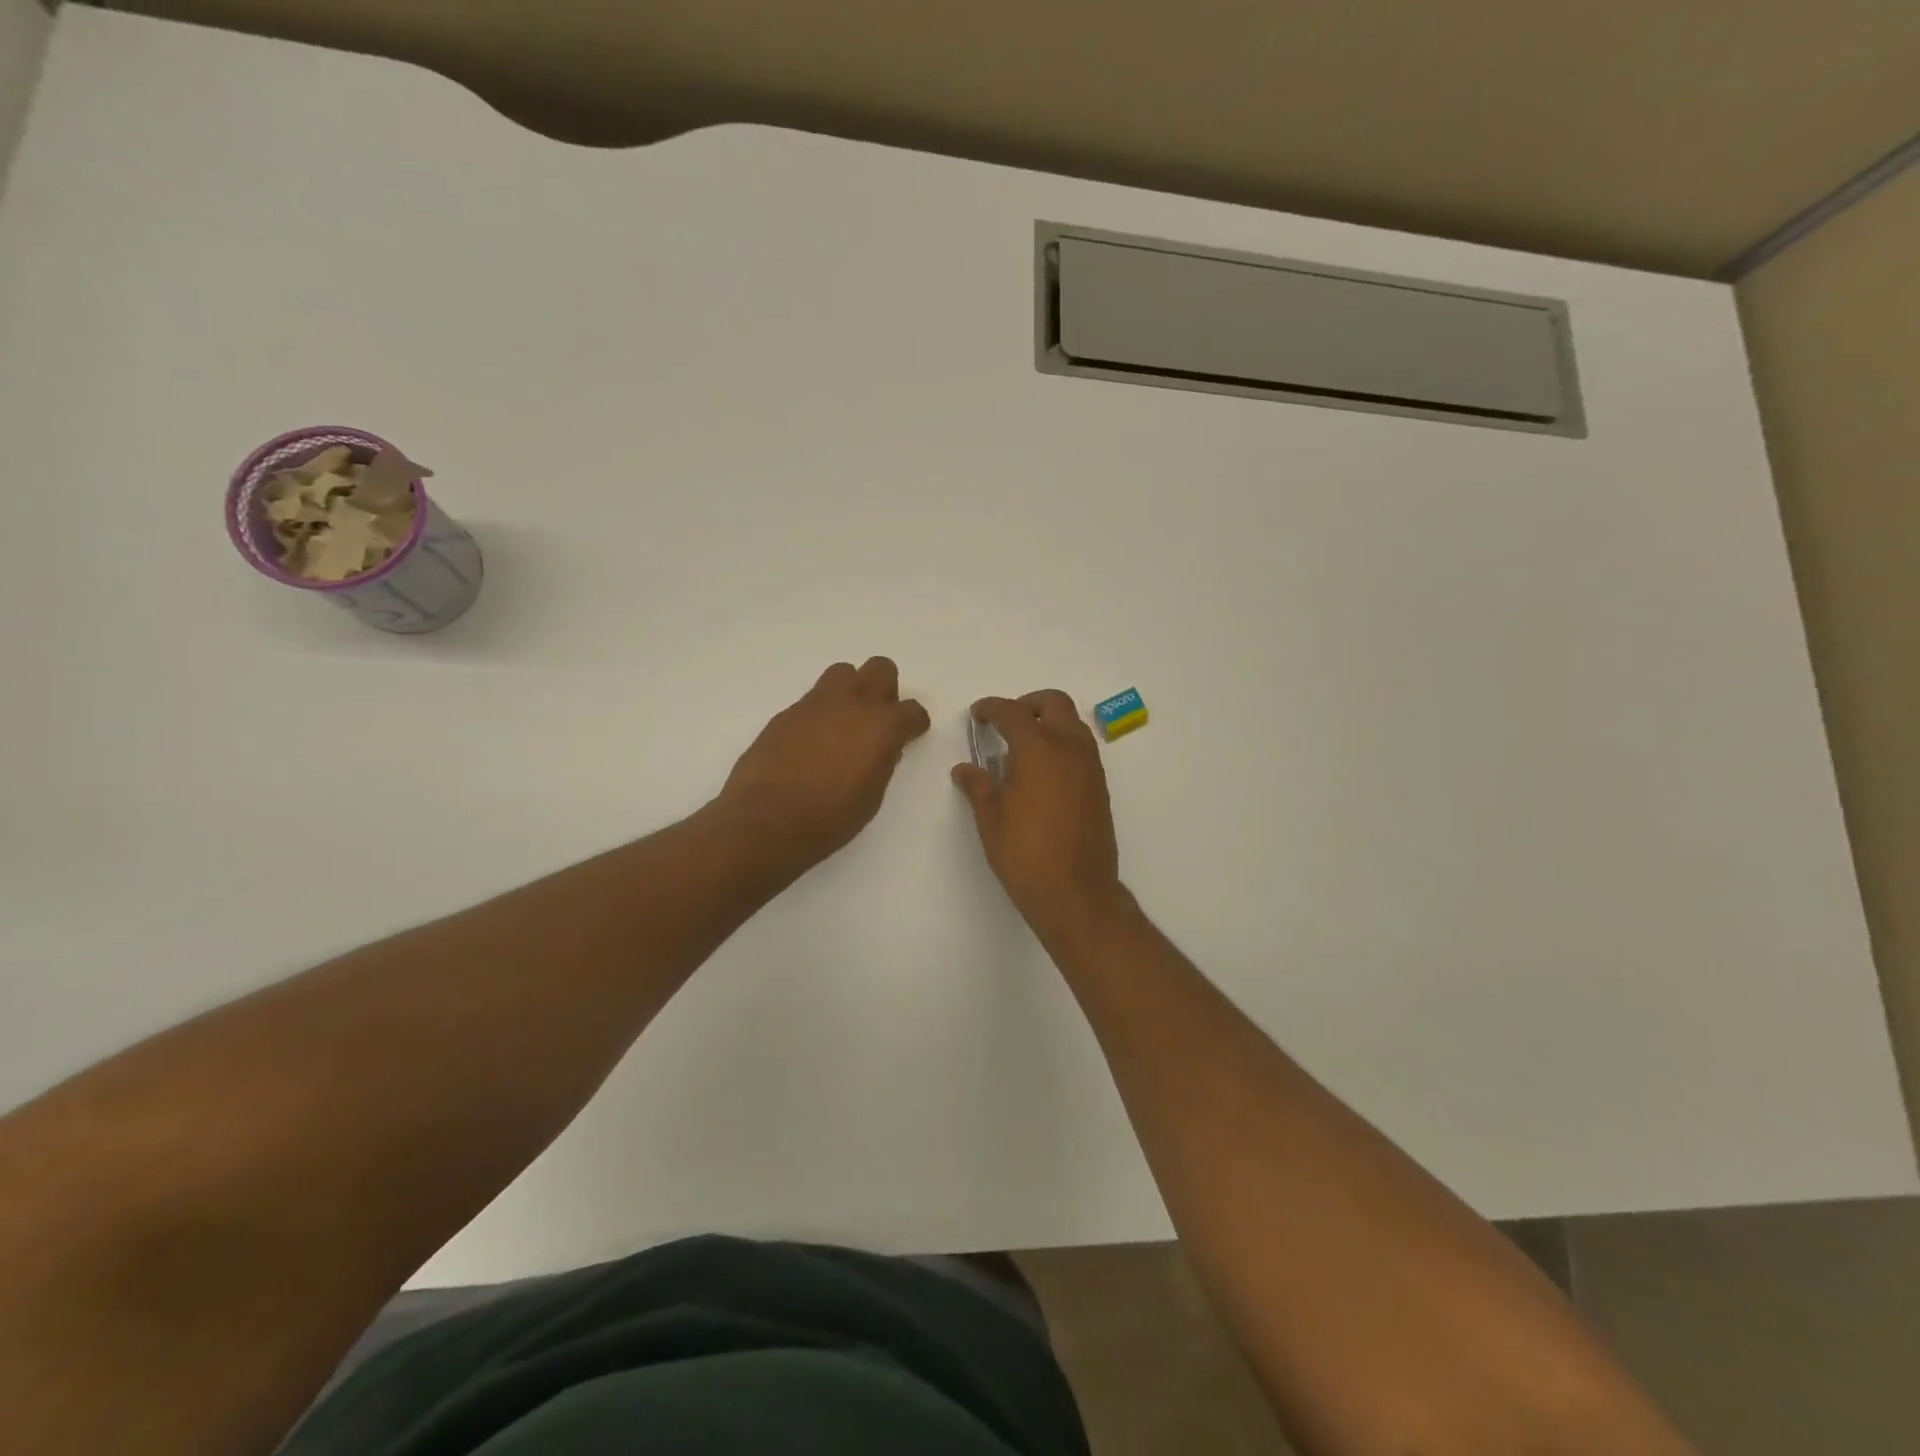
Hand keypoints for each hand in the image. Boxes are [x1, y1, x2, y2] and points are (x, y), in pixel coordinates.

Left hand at [719, 657, 931, 870]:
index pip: (912, 710)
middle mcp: (853, 703)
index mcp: (882, 726)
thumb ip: (882, 762)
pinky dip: (820, 713)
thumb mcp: (871, 796)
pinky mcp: (787, 713)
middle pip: (880, 668)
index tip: (910, 735)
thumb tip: (882, 748)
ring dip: (850, 691)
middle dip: (884, 689)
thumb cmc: (829, 818)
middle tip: (877, 720)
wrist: (766, 820)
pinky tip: (812, 742)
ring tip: (843, 723)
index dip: (914, 723)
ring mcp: (816, 704)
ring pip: (843, 673)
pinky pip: (813, 699)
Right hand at [952, 690, 1125, 935]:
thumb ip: (978, 786)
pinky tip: (1044, 772)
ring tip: (1024, 747)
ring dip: (1049, 722)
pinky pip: (1082, 747)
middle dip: (1027, 704)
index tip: (978, 713)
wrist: (1076, 892)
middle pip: (1053, 703)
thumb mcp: (991, 819)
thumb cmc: (1025, 853)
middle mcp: (1068, 748)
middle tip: (1006, 722)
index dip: (992, 708)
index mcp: (1038, 749)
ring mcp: (1090, 766)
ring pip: (1073, 723)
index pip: (1012, 712)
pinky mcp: (1100, 786)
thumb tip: (964, 769)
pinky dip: (1063, 743)